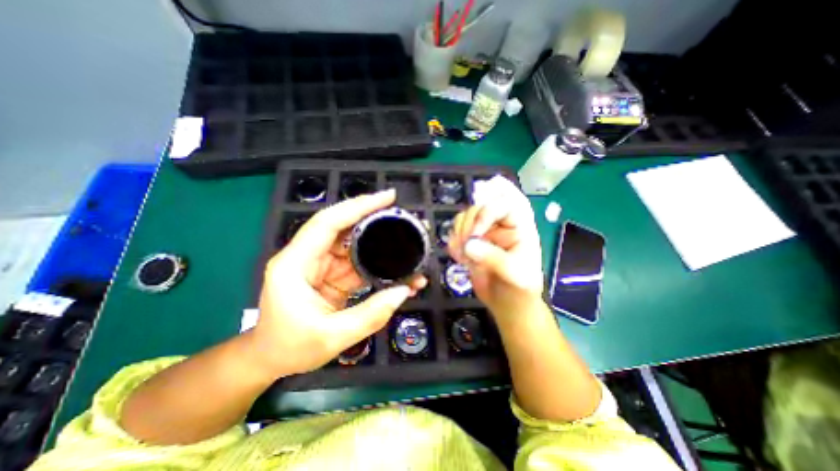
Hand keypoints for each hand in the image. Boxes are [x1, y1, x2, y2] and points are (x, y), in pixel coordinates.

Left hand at [253, 189, 425, 376]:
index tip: (387, 197)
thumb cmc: (290, 348)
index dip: (357, 206)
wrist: (271, 359)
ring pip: (355, 245)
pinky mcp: (333, 274)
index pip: (328, 222)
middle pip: (345, 228)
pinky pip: (359, 263)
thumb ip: (370, 315)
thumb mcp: (331, 337)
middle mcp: (309, 256)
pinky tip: (397, 272)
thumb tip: (403, 291)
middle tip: (404, 218)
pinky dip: (378, 265)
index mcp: (296, 263)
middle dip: (375, 219)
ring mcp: (322, 264)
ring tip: (408, 246)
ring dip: (381, 245)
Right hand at [447, 178, 545, 317]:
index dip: (486, 213)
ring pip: (464, 218)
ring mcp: (484, 233)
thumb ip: (493, 258)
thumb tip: (468, 245)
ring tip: (462, 255)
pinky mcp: (470, 243)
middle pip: (478, 207)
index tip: (474, 234)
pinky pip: (456, 233)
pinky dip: (453, 243)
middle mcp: (500, 225)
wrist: (508, 305)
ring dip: (458, 233)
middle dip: (467, 225)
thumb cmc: (520, 289)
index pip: (503, 204)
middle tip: (464, 246)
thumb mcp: (514, 274)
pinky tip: (459, 258)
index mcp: (519, 226)